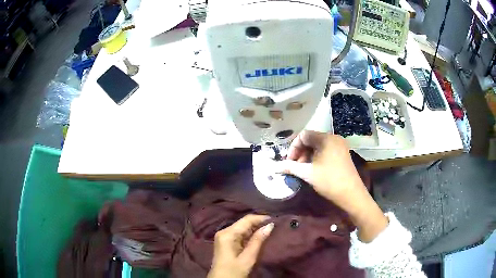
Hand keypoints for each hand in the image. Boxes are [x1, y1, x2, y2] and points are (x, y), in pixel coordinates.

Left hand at [207, 215, 273, 277]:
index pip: (246, 220)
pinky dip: (250, 235)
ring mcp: (224, 237)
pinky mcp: (226, 242)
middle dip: (259, 223)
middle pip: (244, 223)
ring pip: (242, 228)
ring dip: (255, 229)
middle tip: (275, 226)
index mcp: (227, 234)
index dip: (261, 218)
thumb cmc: (234, 271)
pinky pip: (240, 235)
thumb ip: (258, 241)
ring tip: (270, 230)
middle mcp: (224, 232)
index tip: (276, 220)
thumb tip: (270, 225)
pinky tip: (260, 237)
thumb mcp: (248, 257)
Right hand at [278, 130, 387, 241]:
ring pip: (318, 145)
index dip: (293, 147)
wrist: (351, 194)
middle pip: (311, 139)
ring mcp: (340, 146)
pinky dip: (317, 157)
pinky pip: (326, 150)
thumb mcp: (308, 174)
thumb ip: (290, 167)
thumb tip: (275, 167)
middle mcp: (334, 138)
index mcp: (326, 139)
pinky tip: (314, 169)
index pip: (304, 135)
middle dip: (300, 151)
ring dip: (308, 155)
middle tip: (295, 166)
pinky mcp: (343, 154)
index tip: (289, 162)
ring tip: (304, 169)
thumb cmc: (329, 181)